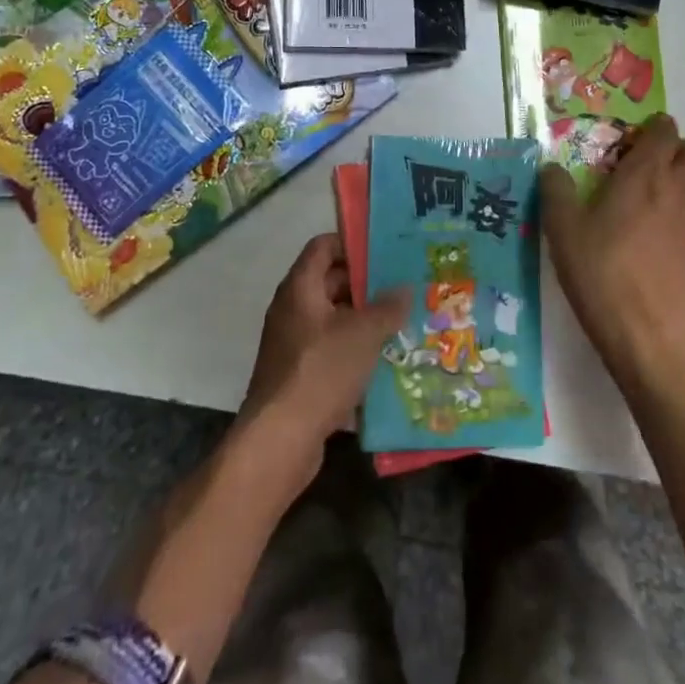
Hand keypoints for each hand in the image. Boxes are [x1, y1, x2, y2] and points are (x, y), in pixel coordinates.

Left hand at [239, 235, 410, 495]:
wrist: (280, 439)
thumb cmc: (321, 371)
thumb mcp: (363, 334)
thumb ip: (387, 307)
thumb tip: (404, 288)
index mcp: (300, 288)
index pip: (323, 246)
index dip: (352, 243)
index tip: (385, 250)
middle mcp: (293, 309)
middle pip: (330, 282)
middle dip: (366, 284)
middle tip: (402, 286)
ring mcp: (293, 344)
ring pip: (334, 318)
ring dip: (364, 319)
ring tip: (402, 321)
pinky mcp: (299, 374)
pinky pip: (331, 349)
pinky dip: (355, 349)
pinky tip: (385, 359)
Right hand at [540, 115, 684, 383]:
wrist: (644, 331)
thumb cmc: (600, 272)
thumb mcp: (562, 229)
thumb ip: (556, 190)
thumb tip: (551, 168)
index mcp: (645, 174)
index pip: (665, 131)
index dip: (655, 130)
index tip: (638, 142)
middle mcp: (682, 188)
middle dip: (683, 153)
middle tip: (660, 169)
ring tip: (680, 198)